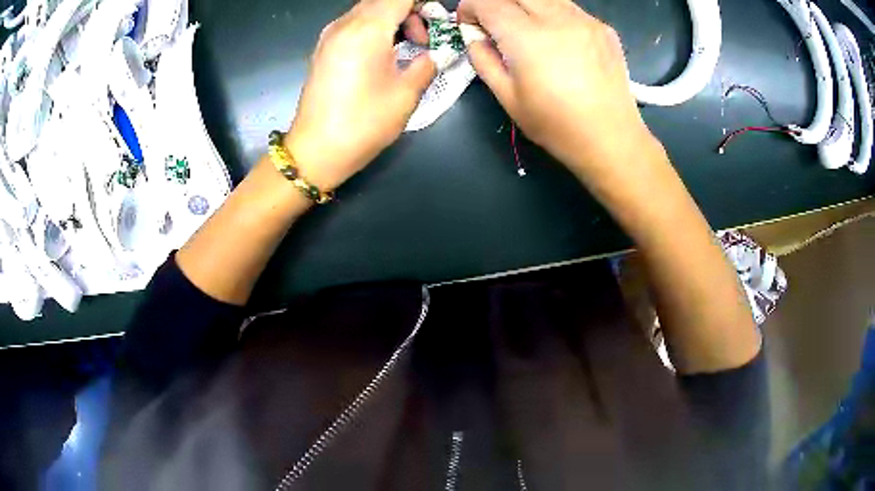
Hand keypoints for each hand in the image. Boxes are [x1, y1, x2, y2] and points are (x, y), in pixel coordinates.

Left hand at [285, 0, 435, 190]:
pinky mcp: (324, 48)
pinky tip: (384, 53)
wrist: (316, 151)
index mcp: (367, 29)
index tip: (436, 19)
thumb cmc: (363, 124)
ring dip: (393, 18)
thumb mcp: (406, 94)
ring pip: (368, 9)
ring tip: (407, 47)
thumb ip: (427, 63)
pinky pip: (355, 23)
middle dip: (410, 10)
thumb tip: (434, 53)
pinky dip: (375, 27)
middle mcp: (344, 24)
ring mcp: (330, 35)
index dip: (423, 3)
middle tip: (424, 38)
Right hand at [458, 0, 659, 182]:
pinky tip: (556, 38)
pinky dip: (552, 14)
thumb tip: (474, 35)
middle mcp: (557, 18)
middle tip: (494, 23)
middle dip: (496, 2)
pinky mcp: (603, 28)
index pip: (488, 2)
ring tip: (525, 29)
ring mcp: (585, 20)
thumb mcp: (508, 98)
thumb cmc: (557, 125)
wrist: (612, 139)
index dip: (470, 7)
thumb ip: (483, 59)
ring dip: (525, 5)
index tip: (467, 21)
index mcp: (527, 37)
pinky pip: (568, 8)